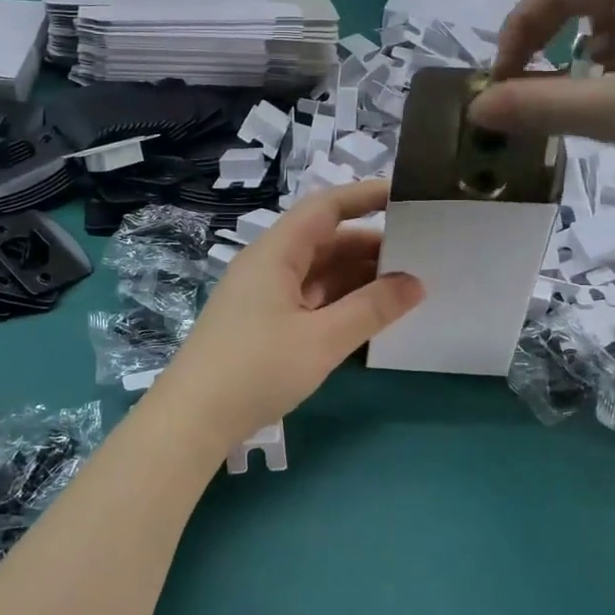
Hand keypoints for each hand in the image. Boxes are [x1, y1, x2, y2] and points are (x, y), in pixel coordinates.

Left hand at [151, 181, 423, 452]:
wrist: (193, 418)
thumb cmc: (257, 368)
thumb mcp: (322, 339)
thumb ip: (372, 308)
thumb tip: (416, 283)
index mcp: (276, 252)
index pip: (325, 208)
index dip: (365, 196)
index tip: (407, 196)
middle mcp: (268, 264)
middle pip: (325, 240)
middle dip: (370, 245)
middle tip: (421, 255)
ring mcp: (264, 295)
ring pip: (319, 272)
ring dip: (358, 277)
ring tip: (405, 286)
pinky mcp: (263, 323)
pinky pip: (309, 298)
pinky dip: (340, 301)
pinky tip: (369, 315)